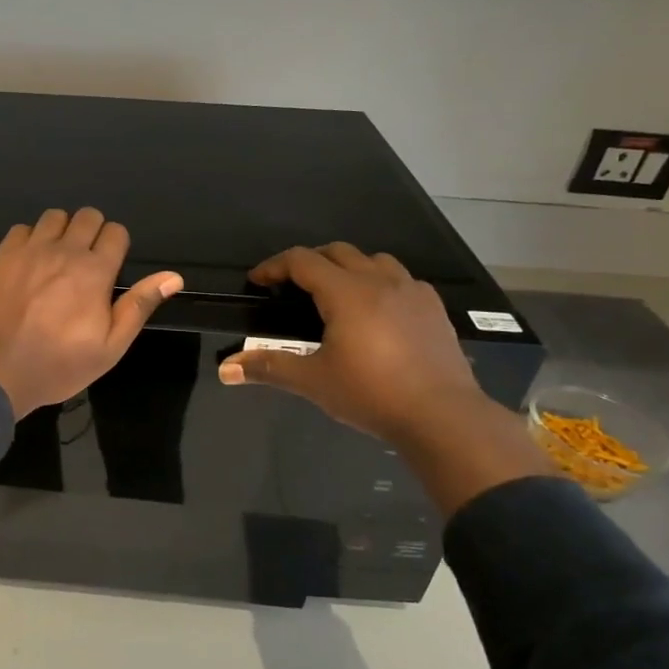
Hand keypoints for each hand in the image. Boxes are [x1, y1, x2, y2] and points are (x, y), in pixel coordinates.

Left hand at [0, 208, 183, 417]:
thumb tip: (173, 277)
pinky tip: (27, 263)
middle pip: (87, 215)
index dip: (116, 246)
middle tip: (84, 262)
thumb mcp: (110, 347)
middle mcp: (64, 251)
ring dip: (61, 231)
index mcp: (95, 271)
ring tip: (55, 259)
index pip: (116, 232)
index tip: (108, 269)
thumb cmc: (58, 365)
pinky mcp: (1, 255)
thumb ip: (139, 306)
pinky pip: (22, 229)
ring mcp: (30, 250)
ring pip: (54, 216)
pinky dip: (29, 239)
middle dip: (91, 232)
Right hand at [216, 243, 548, 515]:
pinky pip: (401, 279)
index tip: (258, 282)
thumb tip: (225, 369)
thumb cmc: (371, 394)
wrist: (442, 416)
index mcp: (346, 292)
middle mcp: (379, 281)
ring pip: (373, 260)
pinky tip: (377, 310)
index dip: (274, 267)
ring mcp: (412, 291)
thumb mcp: (313, 381)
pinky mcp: (434, 308)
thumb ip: (269, 367)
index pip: (302, 261)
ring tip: (335, 293)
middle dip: (309, 263)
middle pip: (337, 252)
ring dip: (347, 267)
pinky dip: (380, 282)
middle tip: (291, 287)